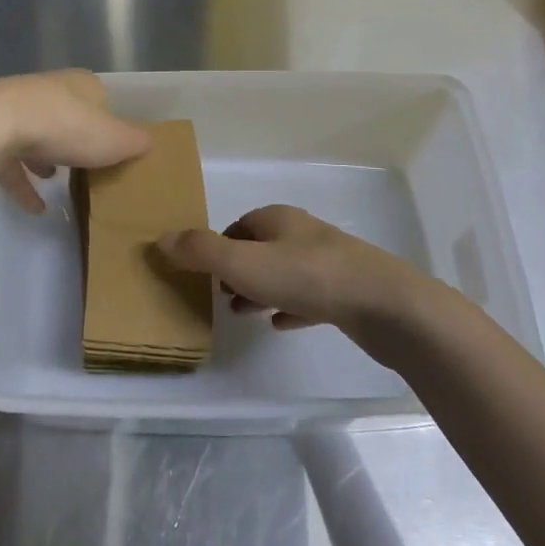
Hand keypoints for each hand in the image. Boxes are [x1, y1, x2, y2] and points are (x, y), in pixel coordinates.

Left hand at [0, 70, 150, 213]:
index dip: (109, 123)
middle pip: (68, 115)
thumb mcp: (115, 139)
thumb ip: (135, 142)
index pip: (102, 99)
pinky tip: (35, 208)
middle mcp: (49, 90)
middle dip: (75, 140)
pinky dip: (23, 183)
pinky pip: (11, 161)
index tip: (113, 149)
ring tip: (57, 181)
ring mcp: (15, 109)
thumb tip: (148, 142)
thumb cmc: (67, 127)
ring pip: (37, 135)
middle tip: (87, 167)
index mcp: (81, 84)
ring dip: (46, 157)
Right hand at [157, 205, 449, 359]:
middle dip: (238, 269)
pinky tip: (280, 325)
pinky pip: (309, 298)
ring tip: (242, 313)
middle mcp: (303, 234)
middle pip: (262, 247)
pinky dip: (290, 308)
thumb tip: (160, 238)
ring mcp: (328, 263)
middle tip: (219, 295)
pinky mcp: (346, 293)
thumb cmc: (307, 276)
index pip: (240, 224)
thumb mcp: (243, 263)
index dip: (218, 245)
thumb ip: (200, 252)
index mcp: (278, 220)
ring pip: (284, 273)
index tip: (203, 271)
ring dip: (262, 290)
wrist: (383, 304)